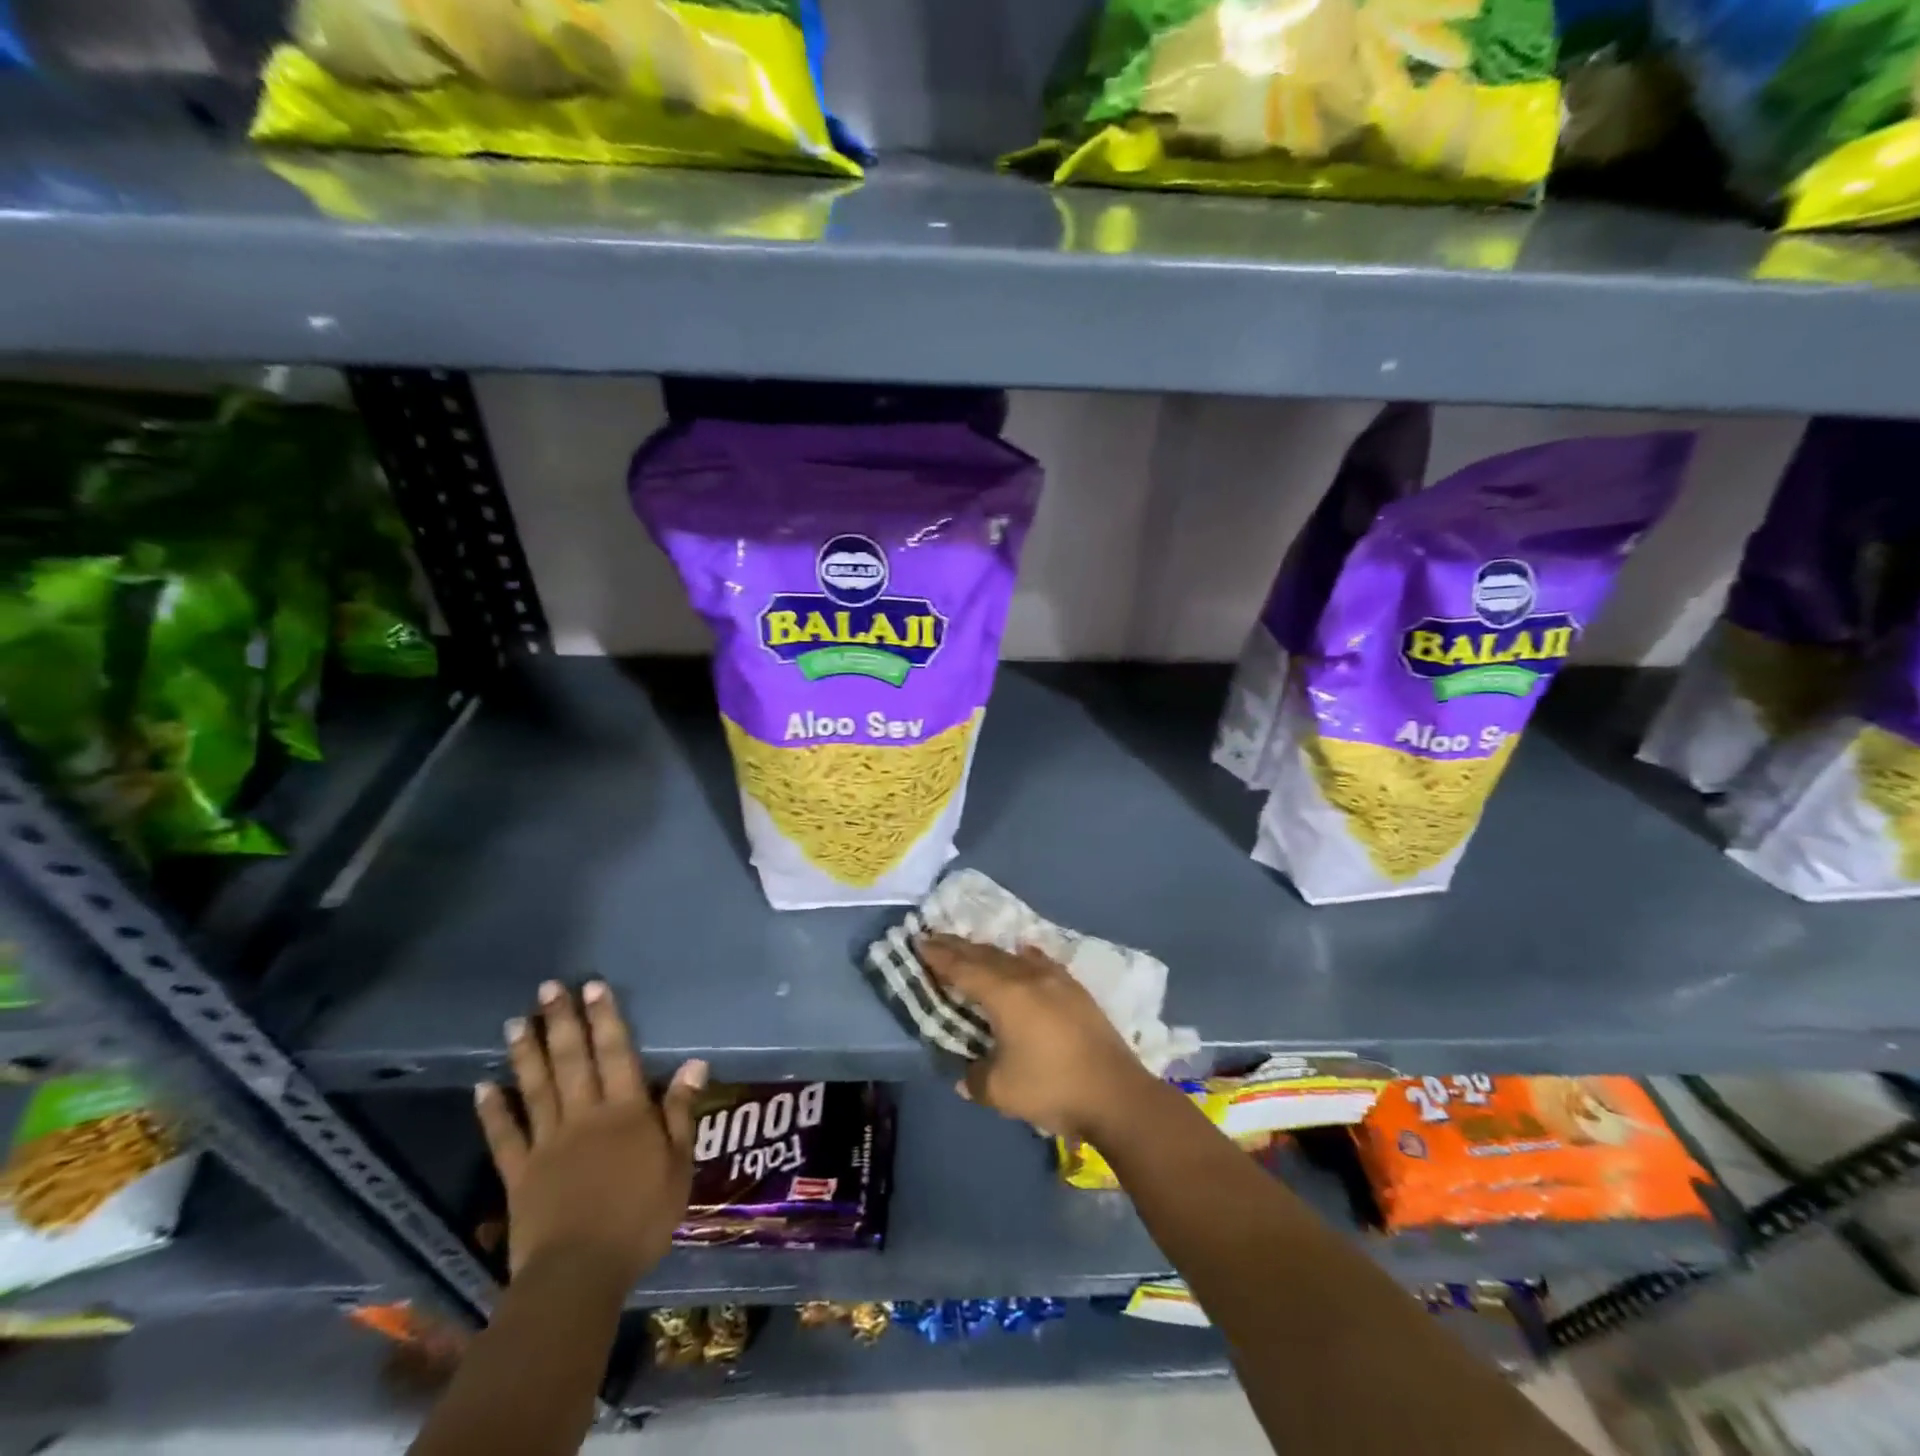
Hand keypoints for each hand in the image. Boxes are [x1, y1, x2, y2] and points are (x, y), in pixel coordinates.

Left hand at [474, 979, 707, 1289]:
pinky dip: (493, 1110)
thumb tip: (693, 1064)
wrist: (580, 1275)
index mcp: (626, 1112)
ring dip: (526, 1053)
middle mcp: (584, 1116)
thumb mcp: (679, 1167)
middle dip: (561, 1022)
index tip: (593, 987)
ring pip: (536, 1088)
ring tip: (515, 1021)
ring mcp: (547, 1143)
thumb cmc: (640, 1219)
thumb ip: (681, 1113)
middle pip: (572, 1061)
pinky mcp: (519, 1174)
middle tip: (548, 988)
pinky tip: (484, 1086)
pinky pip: (504, 1136)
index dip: (605, 1019)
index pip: (616, 1054)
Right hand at [916, 933, 1154, 1140]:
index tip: (919, 941)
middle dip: (957, 947)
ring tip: (970, 950)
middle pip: (985, 955)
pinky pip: (1039, 962)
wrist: (1115, 1093)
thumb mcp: (1000, 1091)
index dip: (939, 955)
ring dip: (987, 952)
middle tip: (934, 938)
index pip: (962, 968)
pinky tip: (1022, 952)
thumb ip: (974, 1077)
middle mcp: (1027, 977)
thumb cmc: (1052, 1088)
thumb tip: (965, 1073)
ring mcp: (1055, 979)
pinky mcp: (1074, 989)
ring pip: (1011, 957)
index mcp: (1004, 995)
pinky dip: (1022, 957)